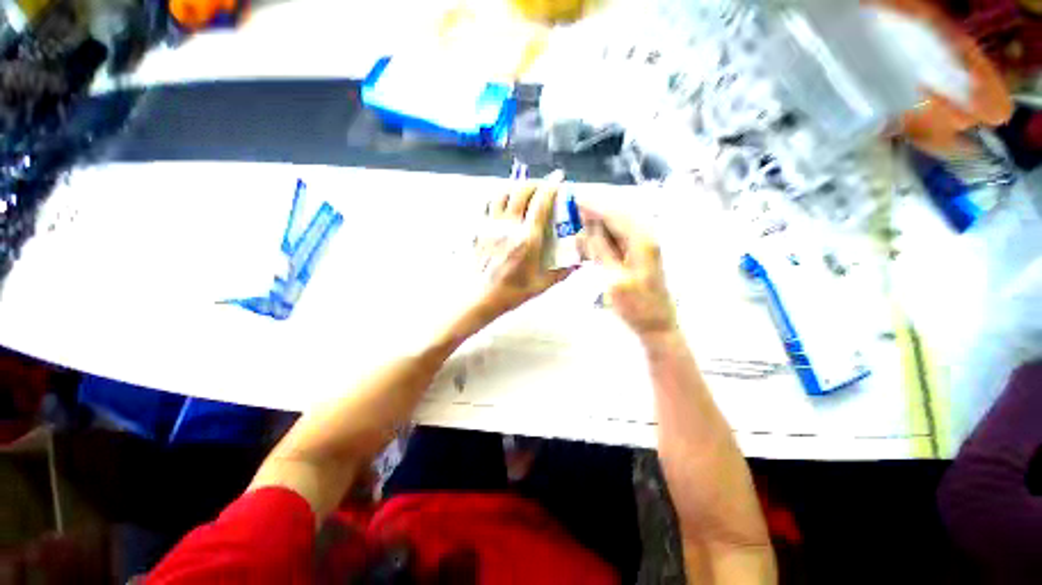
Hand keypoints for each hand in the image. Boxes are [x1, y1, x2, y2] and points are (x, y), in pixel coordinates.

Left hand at [473, 171, 574, 320]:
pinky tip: (504, 202)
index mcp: (527, 239)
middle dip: (535, 182)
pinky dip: (498, 197)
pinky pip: (488, 204)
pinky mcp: (481, 229)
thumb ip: (562, 271)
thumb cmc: (512, 292)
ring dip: (515, 186)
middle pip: (521, 191)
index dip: (551, 186)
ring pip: (502, 193)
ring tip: (524, 190)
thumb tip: (579, 261)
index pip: (541, 203)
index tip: (559, 178)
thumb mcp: (542, 284)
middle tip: (543, 185)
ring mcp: (492, 226)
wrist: (481, 297)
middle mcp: (509, 226)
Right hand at [577, 202, 676, 339]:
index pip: (614, 214)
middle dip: (595, 210)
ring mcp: (642, 245)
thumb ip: (601, 250)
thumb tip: (587, 227)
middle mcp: (645, 237)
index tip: (575, 198)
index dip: (594, 205)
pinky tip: (590, 240)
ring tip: (578, 221)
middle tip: (574, 207)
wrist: (655, 324)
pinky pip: (618, 238)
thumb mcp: (614, 279)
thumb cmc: (636, 306)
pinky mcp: (637, 254)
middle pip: (617, 215)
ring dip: (598, 222)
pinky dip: (603, 236)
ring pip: (617, 225)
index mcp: (642, 240)